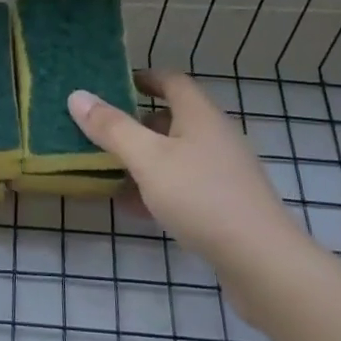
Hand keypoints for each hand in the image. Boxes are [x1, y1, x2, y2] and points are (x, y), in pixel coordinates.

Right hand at [67, 71, 296, 268]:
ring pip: (175, 155)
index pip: (171, 81)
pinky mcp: (225, 205)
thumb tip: (77, 95)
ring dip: (143, 160)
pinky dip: (157, 189)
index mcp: (200, 115)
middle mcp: (214, 136)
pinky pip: (183, 186)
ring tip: (107, 171)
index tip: (111, 85)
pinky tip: (133, 208)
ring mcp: (223, 172)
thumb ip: (112, 128)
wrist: (262, 263)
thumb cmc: (201, 197)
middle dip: (135, 123)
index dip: (142, 78)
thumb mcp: (148, 159)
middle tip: (100, 131)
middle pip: (171, 118)